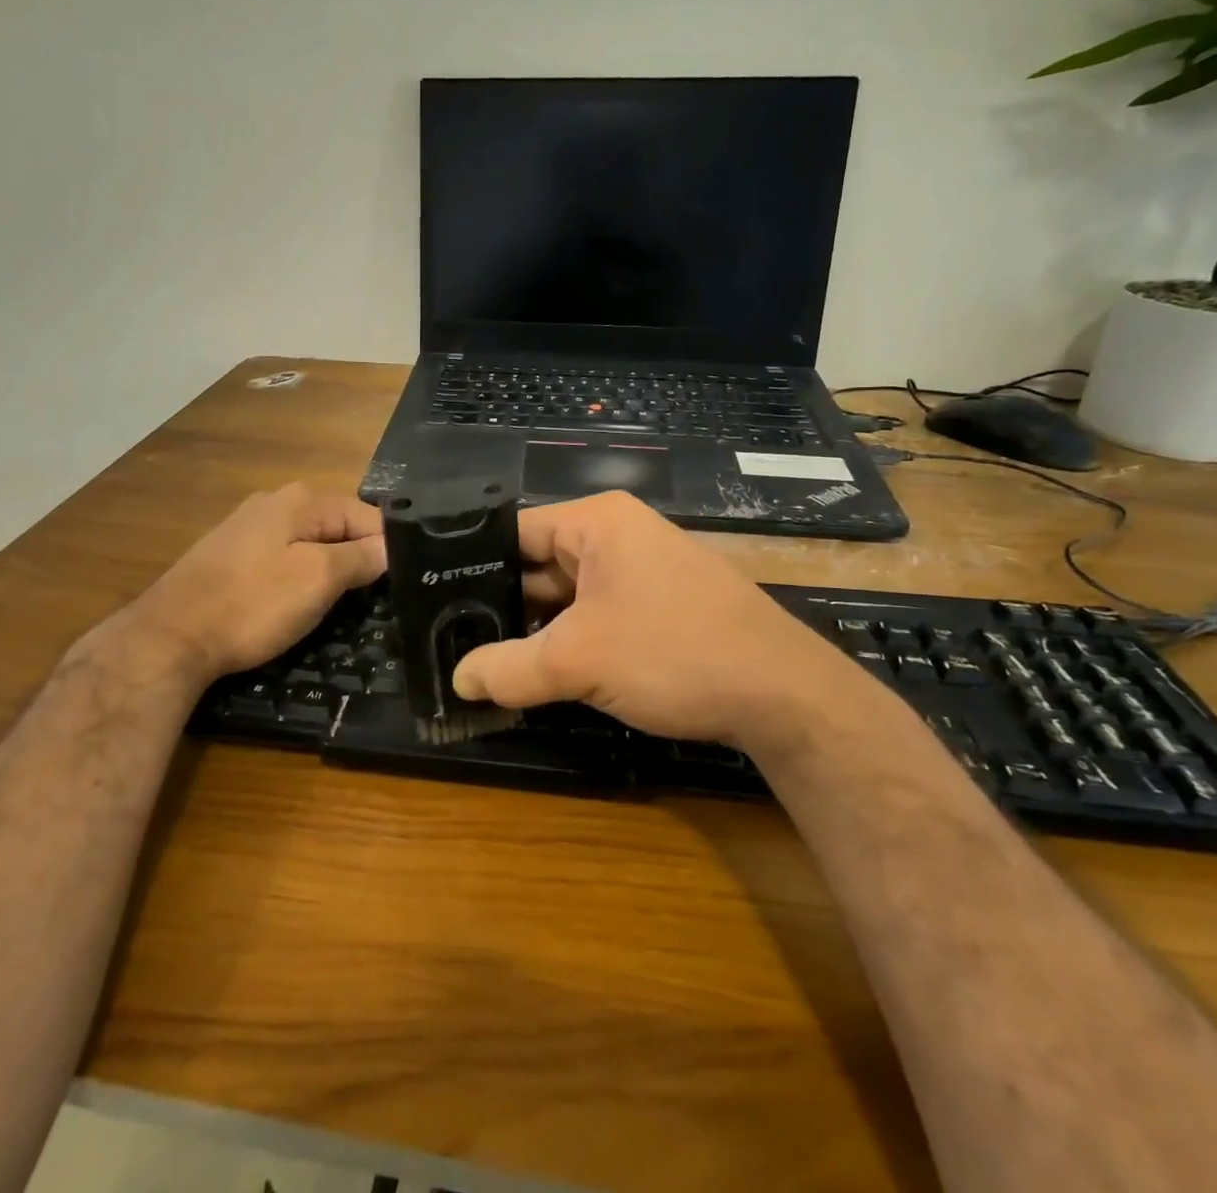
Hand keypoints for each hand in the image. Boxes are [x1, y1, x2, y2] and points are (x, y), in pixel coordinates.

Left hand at [76, 484, 385, 687]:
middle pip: (337, 527)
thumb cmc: (253, 604)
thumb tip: (391, 545)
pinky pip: (281, 558)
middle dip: (356, 558)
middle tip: (369, 600)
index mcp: (301, 499)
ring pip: (309, 543)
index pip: (367, 515)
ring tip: (335, 605)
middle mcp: (275, 501)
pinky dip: (296, 576)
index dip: (386, 548)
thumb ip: (360, 557)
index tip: (396, 585)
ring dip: (327, 569)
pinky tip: (292, 602)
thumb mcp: (319, 579)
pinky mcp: (230, 553)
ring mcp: (247, 526)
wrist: (170, 636)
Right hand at [452, 492, 864, 746]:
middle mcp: (617, 536)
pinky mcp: (657, 607)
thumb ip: (509, 669)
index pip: (514, 531)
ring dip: (534, 631)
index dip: (470, 564)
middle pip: (537, 565)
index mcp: (597, 522)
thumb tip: (457, 680)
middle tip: (450, 641)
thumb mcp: (579, 661)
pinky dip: (567, 642)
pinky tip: (537, 675)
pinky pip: (595, 616)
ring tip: (481, 663)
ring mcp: (640, 572)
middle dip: (500, 606)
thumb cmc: (675, 652)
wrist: (784, 695)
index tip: (432, 601)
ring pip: (566, 597)